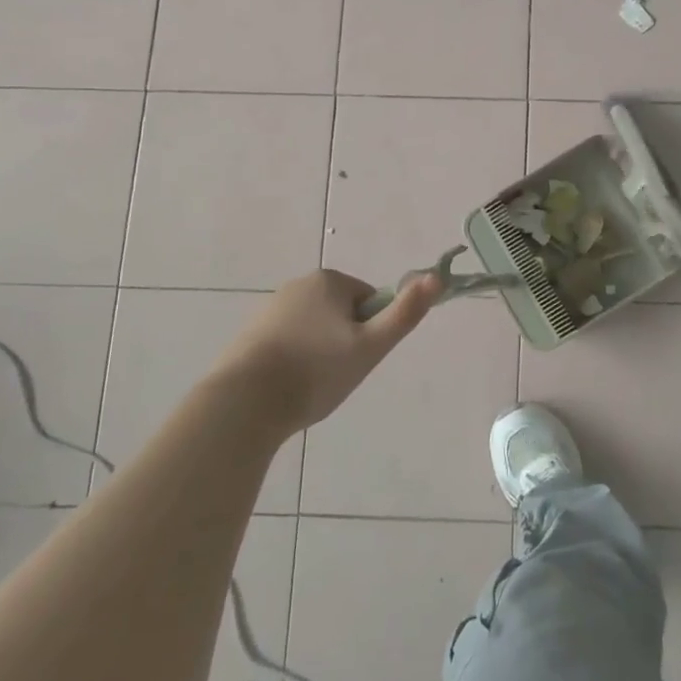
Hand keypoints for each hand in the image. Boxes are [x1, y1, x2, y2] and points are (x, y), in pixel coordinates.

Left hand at [224, 269, 441, 434]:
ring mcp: (269, 309)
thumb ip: (405, 313)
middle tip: (337, 376)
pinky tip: (286, 389)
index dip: (371, 332)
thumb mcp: (371, 346)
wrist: (243, 403)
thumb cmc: (316, 371)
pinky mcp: (248, 334)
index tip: (358, 358)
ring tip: (310, 386)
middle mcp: (298, 285)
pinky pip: (287, 343)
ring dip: (318, 353)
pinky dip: (293, 361)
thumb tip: (437, 277)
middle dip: (344, 342)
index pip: (369, 301)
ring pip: (314, 330)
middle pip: (340, 314)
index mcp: (329, 281)